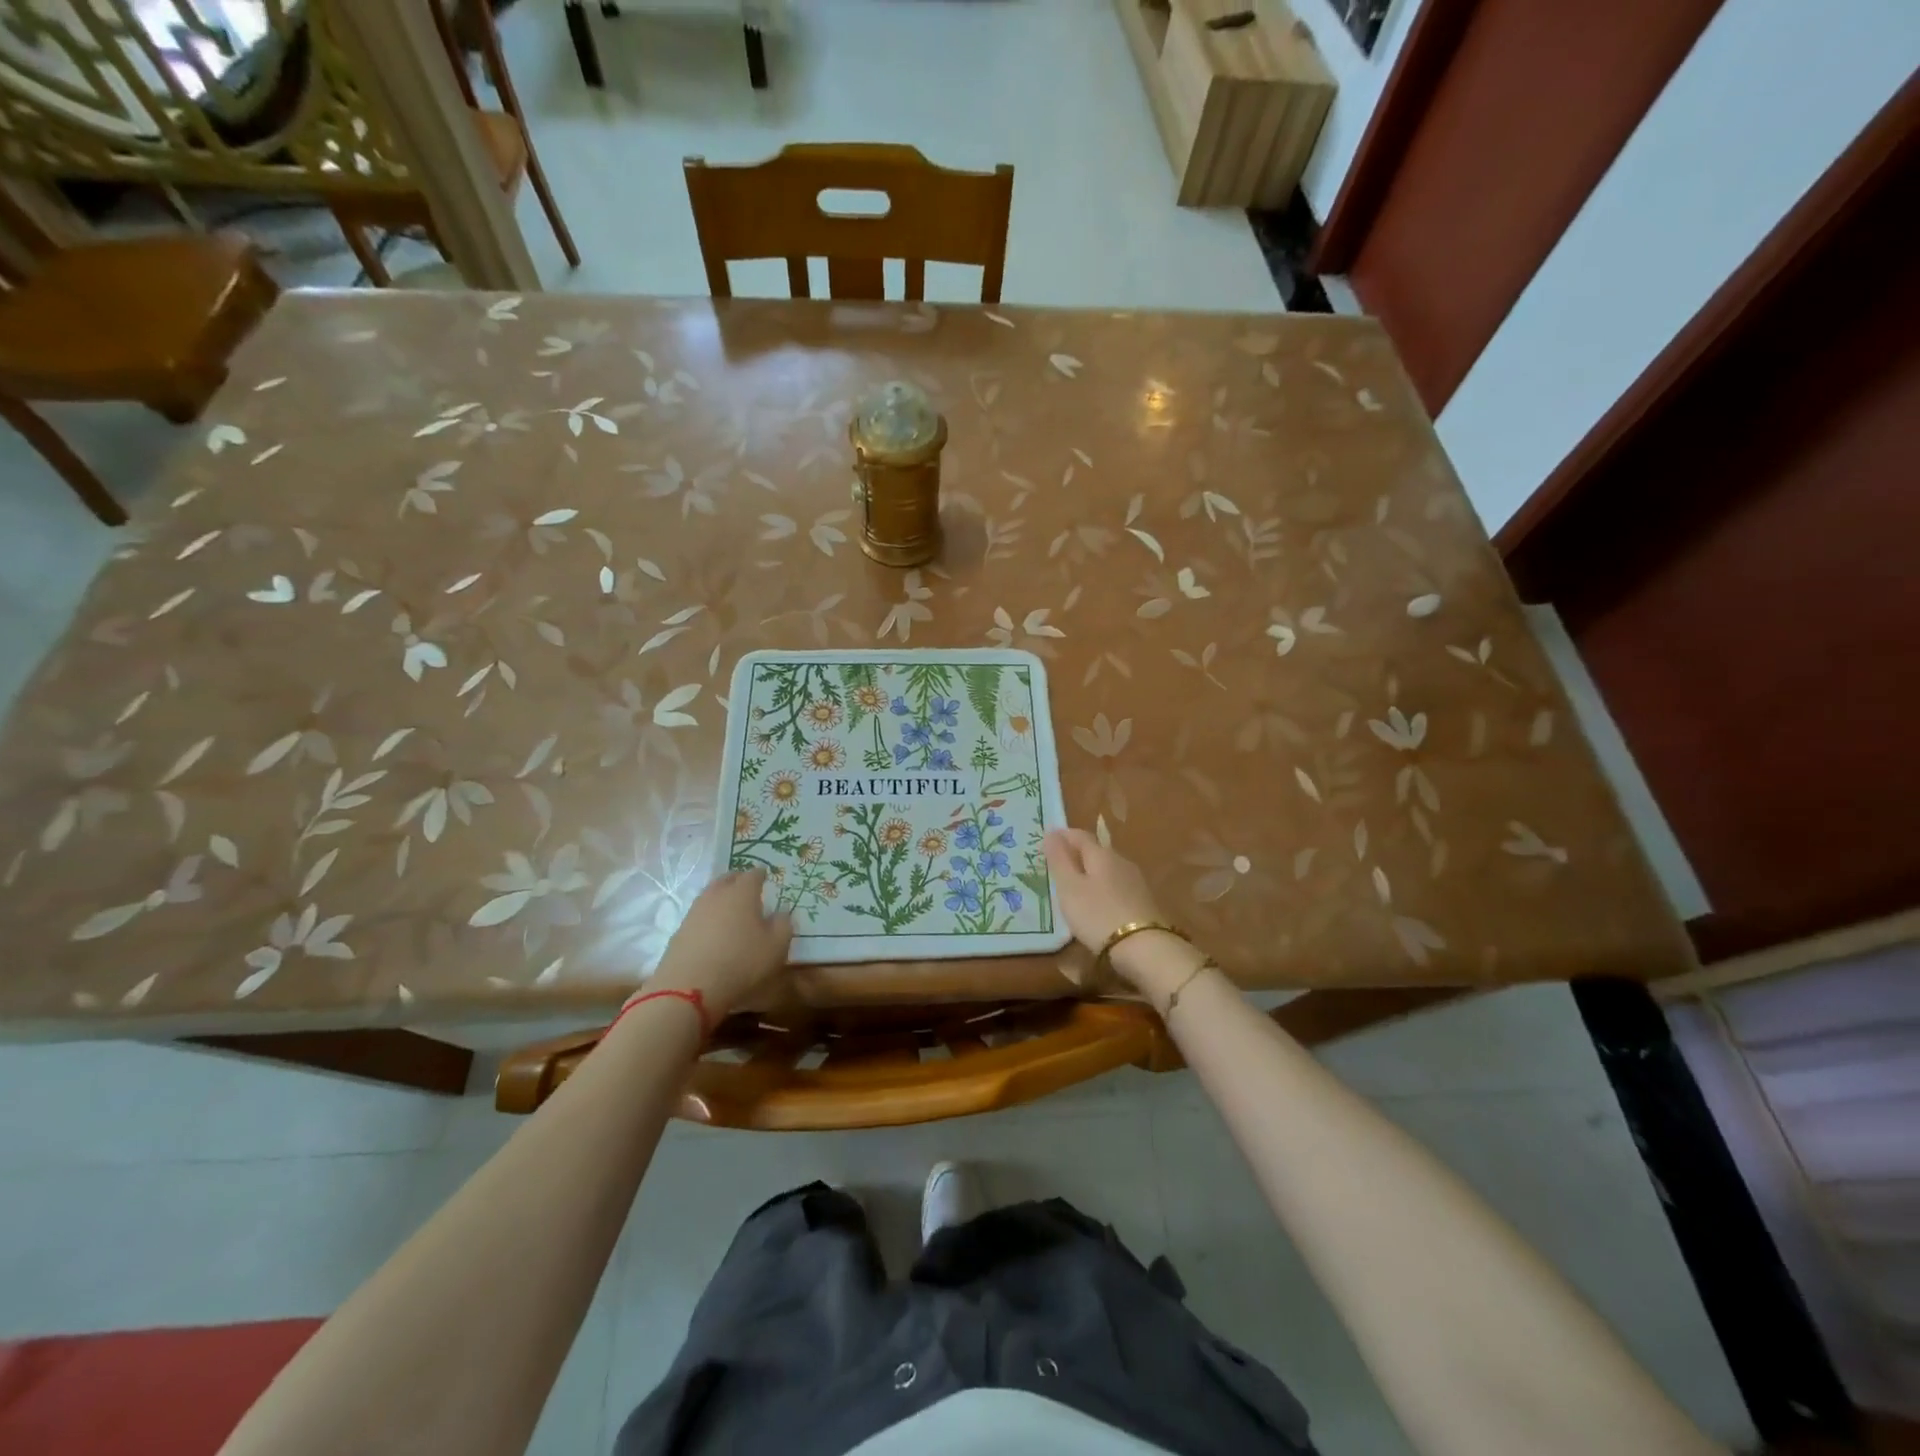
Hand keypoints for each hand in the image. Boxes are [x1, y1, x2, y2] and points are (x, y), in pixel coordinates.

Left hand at [646, 870, 792, 1021]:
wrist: (690, 988)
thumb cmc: (742, 962)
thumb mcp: (777, 946)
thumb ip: (783, 924)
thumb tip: (780, 913)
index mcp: (742, 893)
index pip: (753, 874)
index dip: (761, 874)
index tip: (766, 876)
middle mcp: (717, 895)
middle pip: (727, 879)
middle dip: (738, 880)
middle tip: (747, 887)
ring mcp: (694, 912)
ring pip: (710, 896)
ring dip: (721, 898)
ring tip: (730, 909)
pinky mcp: (679, 932)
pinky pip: (698, 916)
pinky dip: (708, 918)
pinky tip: (713, 931)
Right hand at [1042, 826, 1168, 953]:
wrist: (1145, 948)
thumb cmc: (1098, 915)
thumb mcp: (1070, 888)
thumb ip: (1059, 860)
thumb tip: (1051, 832)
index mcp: (1102, 854)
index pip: (1080, 835)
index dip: (1063, 835)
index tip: (1048, 837)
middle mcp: (1121, 861)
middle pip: (1096, 850)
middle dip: (1077, 852)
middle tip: (1058, 861)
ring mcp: (1136, 882)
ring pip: (1108, 868)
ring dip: (1091, 871)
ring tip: (1075, 882)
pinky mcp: (1144, 902)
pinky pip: (1117, 885)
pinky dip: (1103, 887)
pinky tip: (1097, 901)